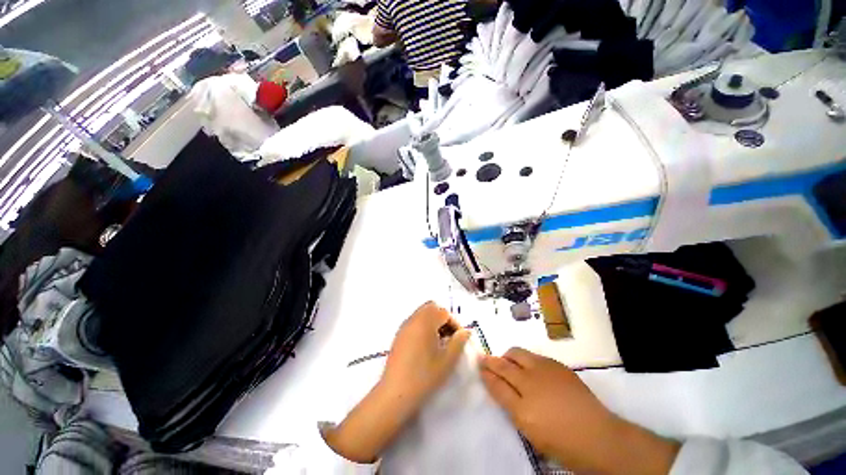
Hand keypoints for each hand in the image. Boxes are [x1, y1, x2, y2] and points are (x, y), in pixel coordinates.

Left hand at [324, 302, 469, 462]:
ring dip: (433, 321)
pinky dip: (423, 327)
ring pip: (422, 313)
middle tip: (449, 336)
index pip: (444, 312)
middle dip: (443, 318)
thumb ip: (459, 342)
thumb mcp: (447, 360)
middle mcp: (413, 319)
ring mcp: (404, 327)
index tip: (459, 339)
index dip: (455, 323)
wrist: (395, 393)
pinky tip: (426, 346)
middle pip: (431, 307)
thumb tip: (466, 331)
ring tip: (439, 342)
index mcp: (425, 321)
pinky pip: (414, 322)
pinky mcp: (399, 336)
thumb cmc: (424, 376)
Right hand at [480, 348, 679, 474]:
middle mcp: (531, 383)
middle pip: (504, 363)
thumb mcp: (530, 432)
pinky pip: (534, 355)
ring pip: (517, 353)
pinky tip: (528, 366)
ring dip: (508, 356)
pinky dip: (525, 358)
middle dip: (492, 360)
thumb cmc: (563, 443)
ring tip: (507, 361)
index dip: (486, 374)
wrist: (599, 436)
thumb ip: (511, 407)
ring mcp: (545, 370)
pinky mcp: (557, 365)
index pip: (496, 384)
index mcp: (523, 407)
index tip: (479, 366)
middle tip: (486, 360)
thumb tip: (498, 387)